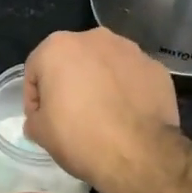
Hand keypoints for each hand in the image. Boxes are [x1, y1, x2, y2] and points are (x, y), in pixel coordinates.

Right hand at [22, 28, 179, 186]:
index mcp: (58, 47)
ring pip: (105, 64)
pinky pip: (132, 77)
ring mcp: (130, 50)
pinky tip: (128, 115)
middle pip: (73, 60)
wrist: (139, 154)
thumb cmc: (80, 137)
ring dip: (100, 82)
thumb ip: (35, 117)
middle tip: (71, 115)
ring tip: (103, 114)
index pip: (36, 69)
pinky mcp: (156, 68)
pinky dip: (127, 90)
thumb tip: (42, 117)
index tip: (41, 119)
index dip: (35, 96)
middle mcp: (94, 38)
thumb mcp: (41, 133)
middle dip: (69, 82)